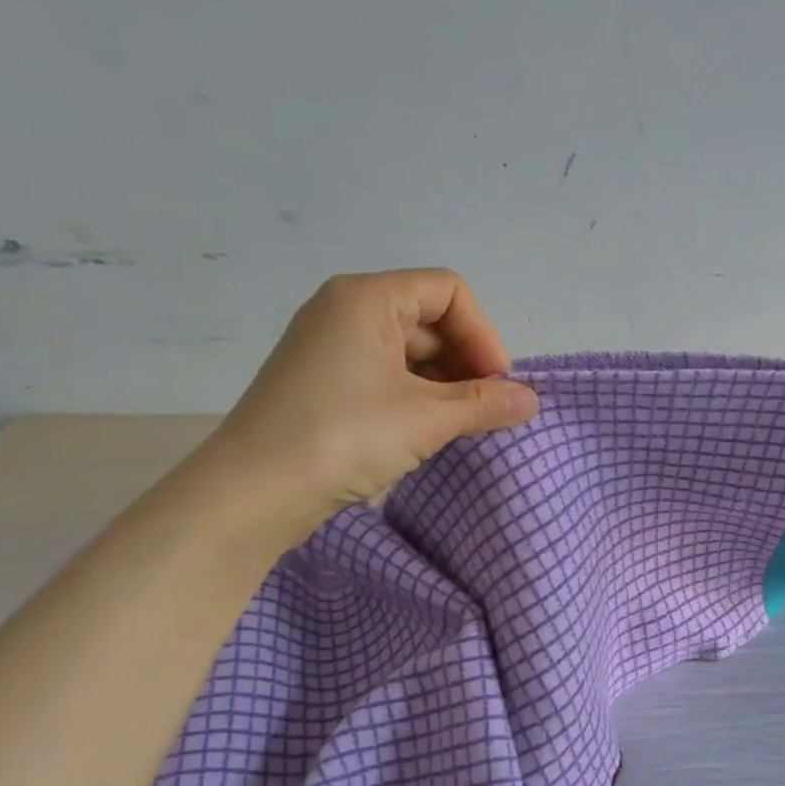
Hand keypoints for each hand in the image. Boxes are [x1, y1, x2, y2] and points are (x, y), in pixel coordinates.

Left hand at [199, 270, 538, 534]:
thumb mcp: (426, 419)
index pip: (448, 291)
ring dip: (445, 384)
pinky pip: (385, 375)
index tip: (497, 383)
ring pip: (408, 351)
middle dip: (466, 362)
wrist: (252, 494)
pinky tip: (428, 432)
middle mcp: (344, 310)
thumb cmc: (344, 436)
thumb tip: (532, 400)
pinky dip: (416, 396)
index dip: (483, 334)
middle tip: (487, 409)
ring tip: (462, 426)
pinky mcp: (321, 382)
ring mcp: (329, 347)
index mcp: (367, 298)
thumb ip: (485, 404)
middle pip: (429, 319)